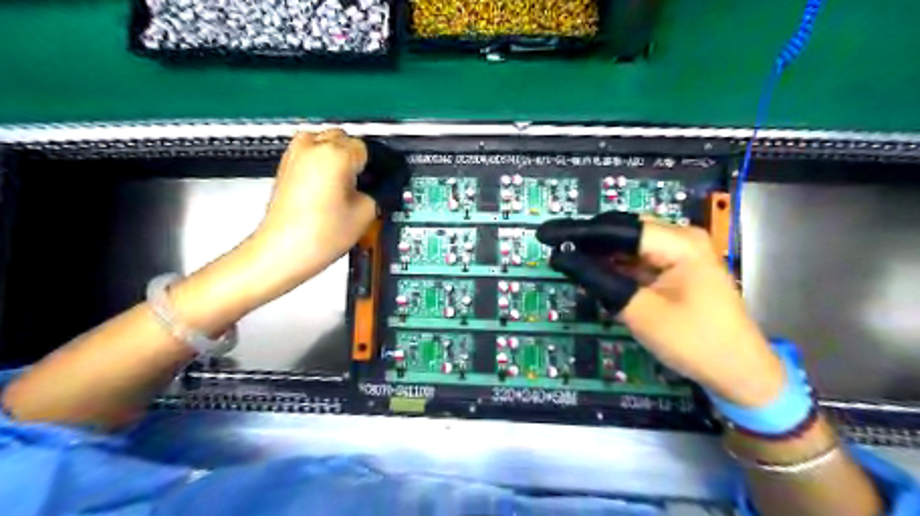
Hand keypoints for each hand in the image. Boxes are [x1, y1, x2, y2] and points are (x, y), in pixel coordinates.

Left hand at [249, 129, 376, 293]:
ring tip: (345, 184)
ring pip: (325, 141)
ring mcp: (295, 155)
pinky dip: (321, 162)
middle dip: (356, 158)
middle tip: (364, 184)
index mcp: (336, 154)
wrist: (283, 251)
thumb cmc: (317, 235)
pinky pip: (309, 152)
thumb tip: (381, 185)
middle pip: (345, 138)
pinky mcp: (285, 167)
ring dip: (338, 156)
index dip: (376, 166)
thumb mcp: (366, 213)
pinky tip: (329, 186)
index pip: (367, 147)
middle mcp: (312, 147)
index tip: (378, 179)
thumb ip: (379, 191)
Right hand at [541, 211, 781, 407]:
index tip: (547, 236)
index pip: (618, 228)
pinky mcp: (676, 270)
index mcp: (679, 242)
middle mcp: (680, 239)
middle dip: (588, 241)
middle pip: (623, 232)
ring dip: (600, 255)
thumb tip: (563, 259)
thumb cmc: (695, 342)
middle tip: (555, 250)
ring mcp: (680, 254)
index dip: (579, 231)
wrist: (740, 373)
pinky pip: (637, 261)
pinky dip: (615, 267)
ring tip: (568, 261)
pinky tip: (595, 273)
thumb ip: (601, 281)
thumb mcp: (641, 311)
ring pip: (628, 246)